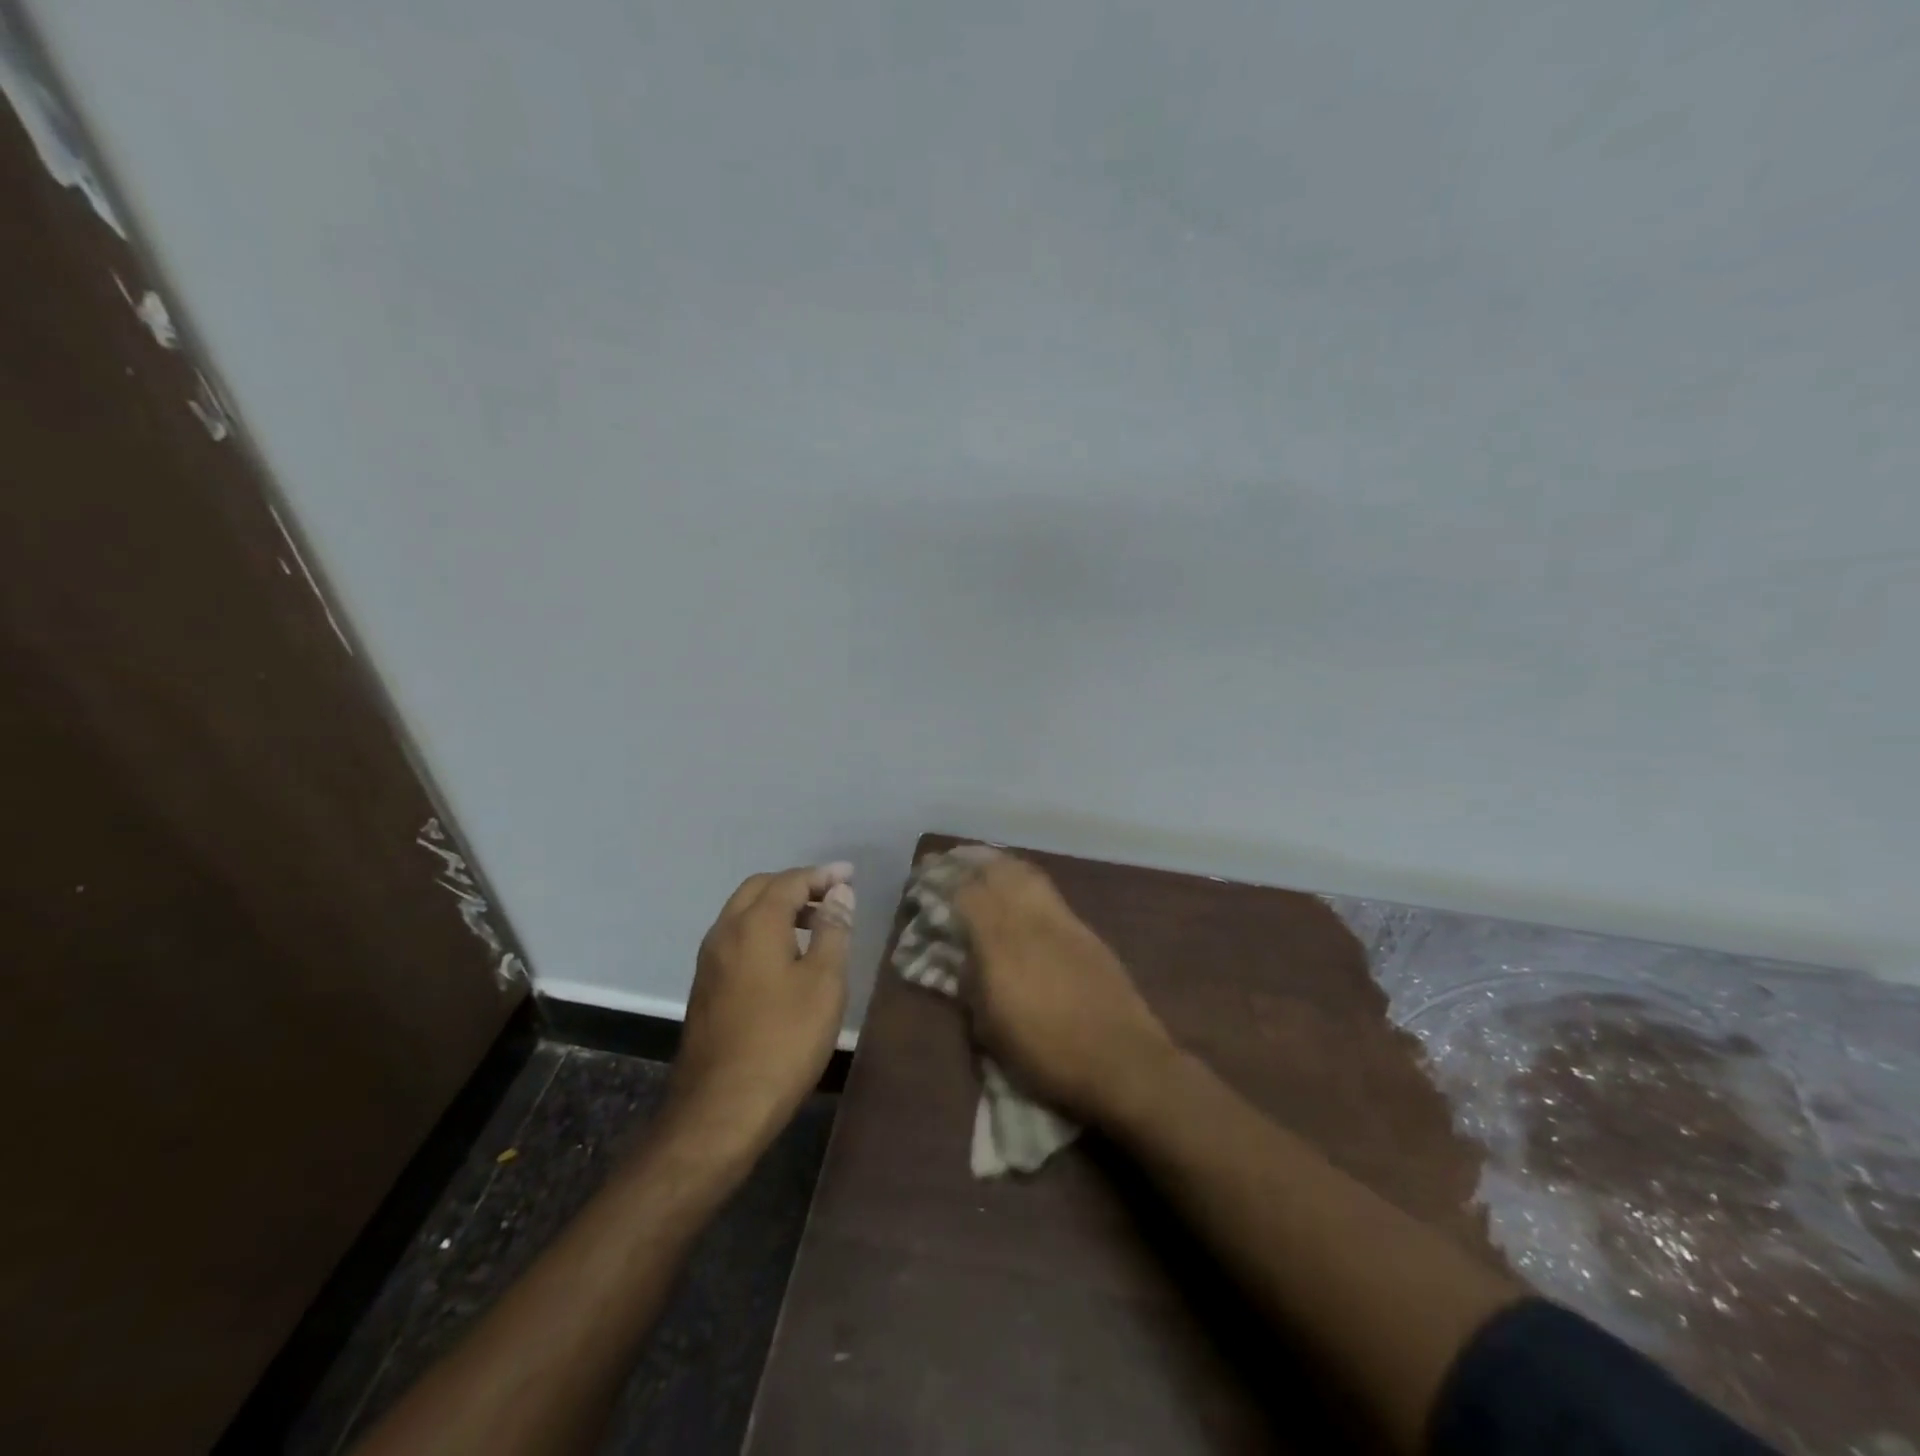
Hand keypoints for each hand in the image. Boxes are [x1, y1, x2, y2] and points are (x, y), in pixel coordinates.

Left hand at [666, 863, 854, 1158]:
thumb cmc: (784, 1040)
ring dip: (777, 907)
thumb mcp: (824, 983)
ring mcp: (709, 961)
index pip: (790, 881)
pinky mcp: (705, 987)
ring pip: (743, 914)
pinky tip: (785, 956)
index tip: (850, 875)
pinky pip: (736, 938)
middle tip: (832, 896)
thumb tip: (839, 893)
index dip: (822, 875)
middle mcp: (725, 933)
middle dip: (797, 885)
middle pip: (760, 889)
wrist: (721, 1108)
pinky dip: (762, 930)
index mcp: (754, 925)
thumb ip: (833, 930)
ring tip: (815, 924)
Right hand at [952, 856, 1177, 1126]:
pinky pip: (1047, 890)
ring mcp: (1062, 920)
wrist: (1123, 1061)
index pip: (966, 893)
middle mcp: (1030, 920)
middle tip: (949, 862)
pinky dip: (1024, 879)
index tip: (923, 877)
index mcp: (1001, 944)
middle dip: (969, 862)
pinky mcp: (1085, 929)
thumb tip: (963, 957)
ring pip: (1025, 872)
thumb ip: (971, 985)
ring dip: (999, 864)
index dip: (941, 881)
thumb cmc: (1048, 1055)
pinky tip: (1018, 890)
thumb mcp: (991, 1030)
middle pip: (997, 870)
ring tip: (981, 866)